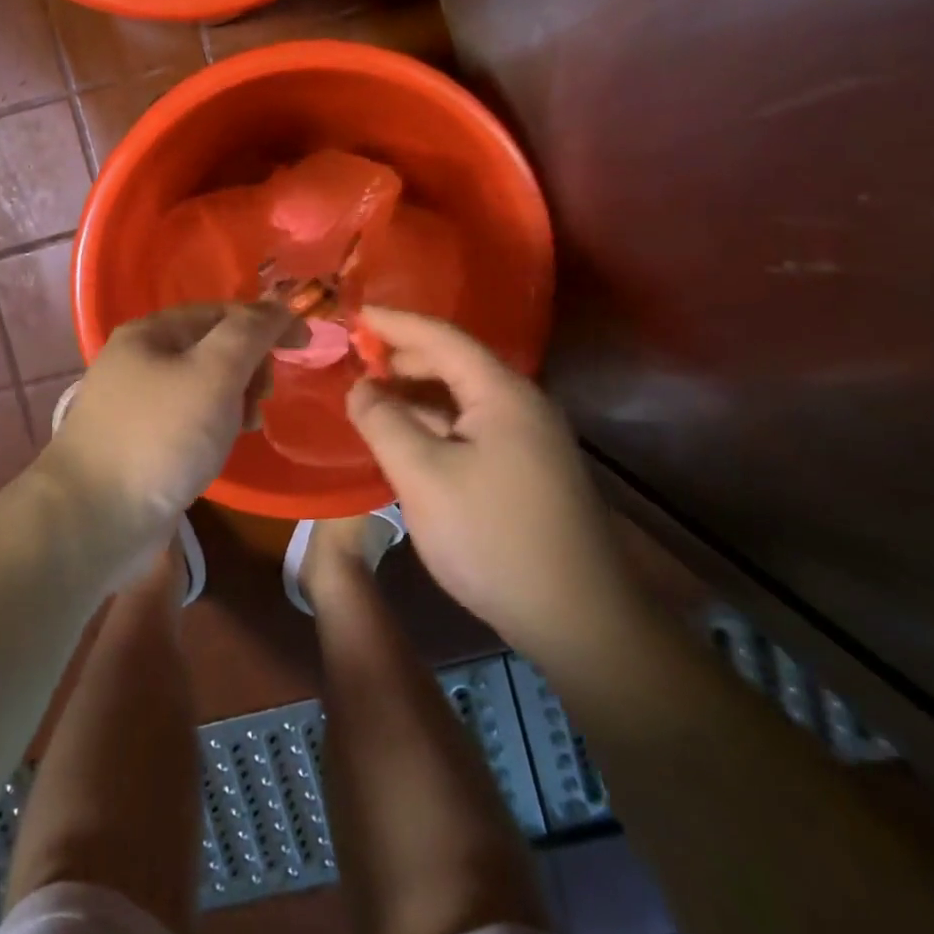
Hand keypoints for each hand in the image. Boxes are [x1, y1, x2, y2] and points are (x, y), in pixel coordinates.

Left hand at [40, 302, 302, 563]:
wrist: (94, 519)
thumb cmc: (160, 436)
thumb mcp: (214, 373)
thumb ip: (250, 333)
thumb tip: (279, 308)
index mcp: (151, 332)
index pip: (222, 312)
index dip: (267, 323)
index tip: (306, 346)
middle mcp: (139, 360)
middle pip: (212, 347)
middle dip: (249, 366)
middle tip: (261, 397)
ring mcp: (136, 403)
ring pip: (204, 386)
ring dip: (235, 399)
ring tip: (245, 427)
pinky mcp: (140, 442)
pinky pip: (189, 419)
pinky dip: (214, 425)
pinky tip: (221, 447)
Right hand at [345, 307, 636, 652]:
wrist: (578, 620)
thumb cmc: (493, 538)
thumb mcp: (422, 477)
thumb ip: (384, 423)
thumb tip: (361, 387)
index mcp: (502, 394)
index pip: (443, 337)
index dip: (396, 322)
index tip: (355, 313)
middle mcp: (522, 406)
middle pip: (456, 364)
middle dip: (404, 357)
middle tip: (356, 358)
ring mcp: (530, 441)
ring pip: (463, 400)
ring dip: (418, 393)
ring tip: (372, 396)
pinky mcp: (528, 472)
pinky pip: (472, 428)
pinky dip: (435, 423)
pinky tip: (408, 439)